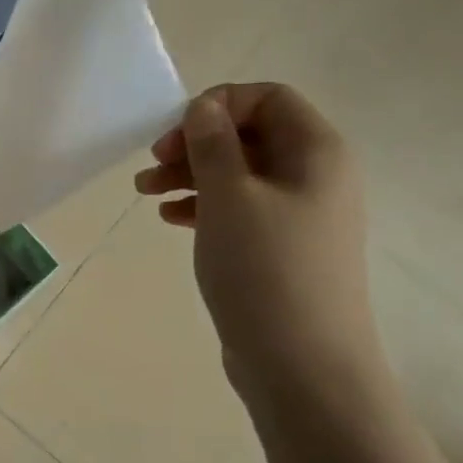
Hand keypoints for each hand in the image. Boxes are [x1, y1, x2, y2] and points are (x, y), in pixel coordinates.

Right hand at [135, 83, 385, 403]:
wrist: (302, 365)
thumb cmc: (265, 269)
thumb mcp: (230, 196)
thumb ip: (213, 143)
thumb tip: (203, 107)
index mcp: (316, 151)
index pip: (268, 97)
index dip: (218, 104)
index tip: (175, 133)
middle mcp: (315, 176)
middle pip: (250, 135)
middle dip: (195, 143)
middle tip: (151, 165)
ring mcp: (299, 216)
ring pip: (240, 175)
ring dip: (191, 175)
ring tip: (146, 193)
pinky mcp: (281, 249)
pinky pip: (240, 210)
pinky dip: (204, 206)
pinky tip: (171, 219)